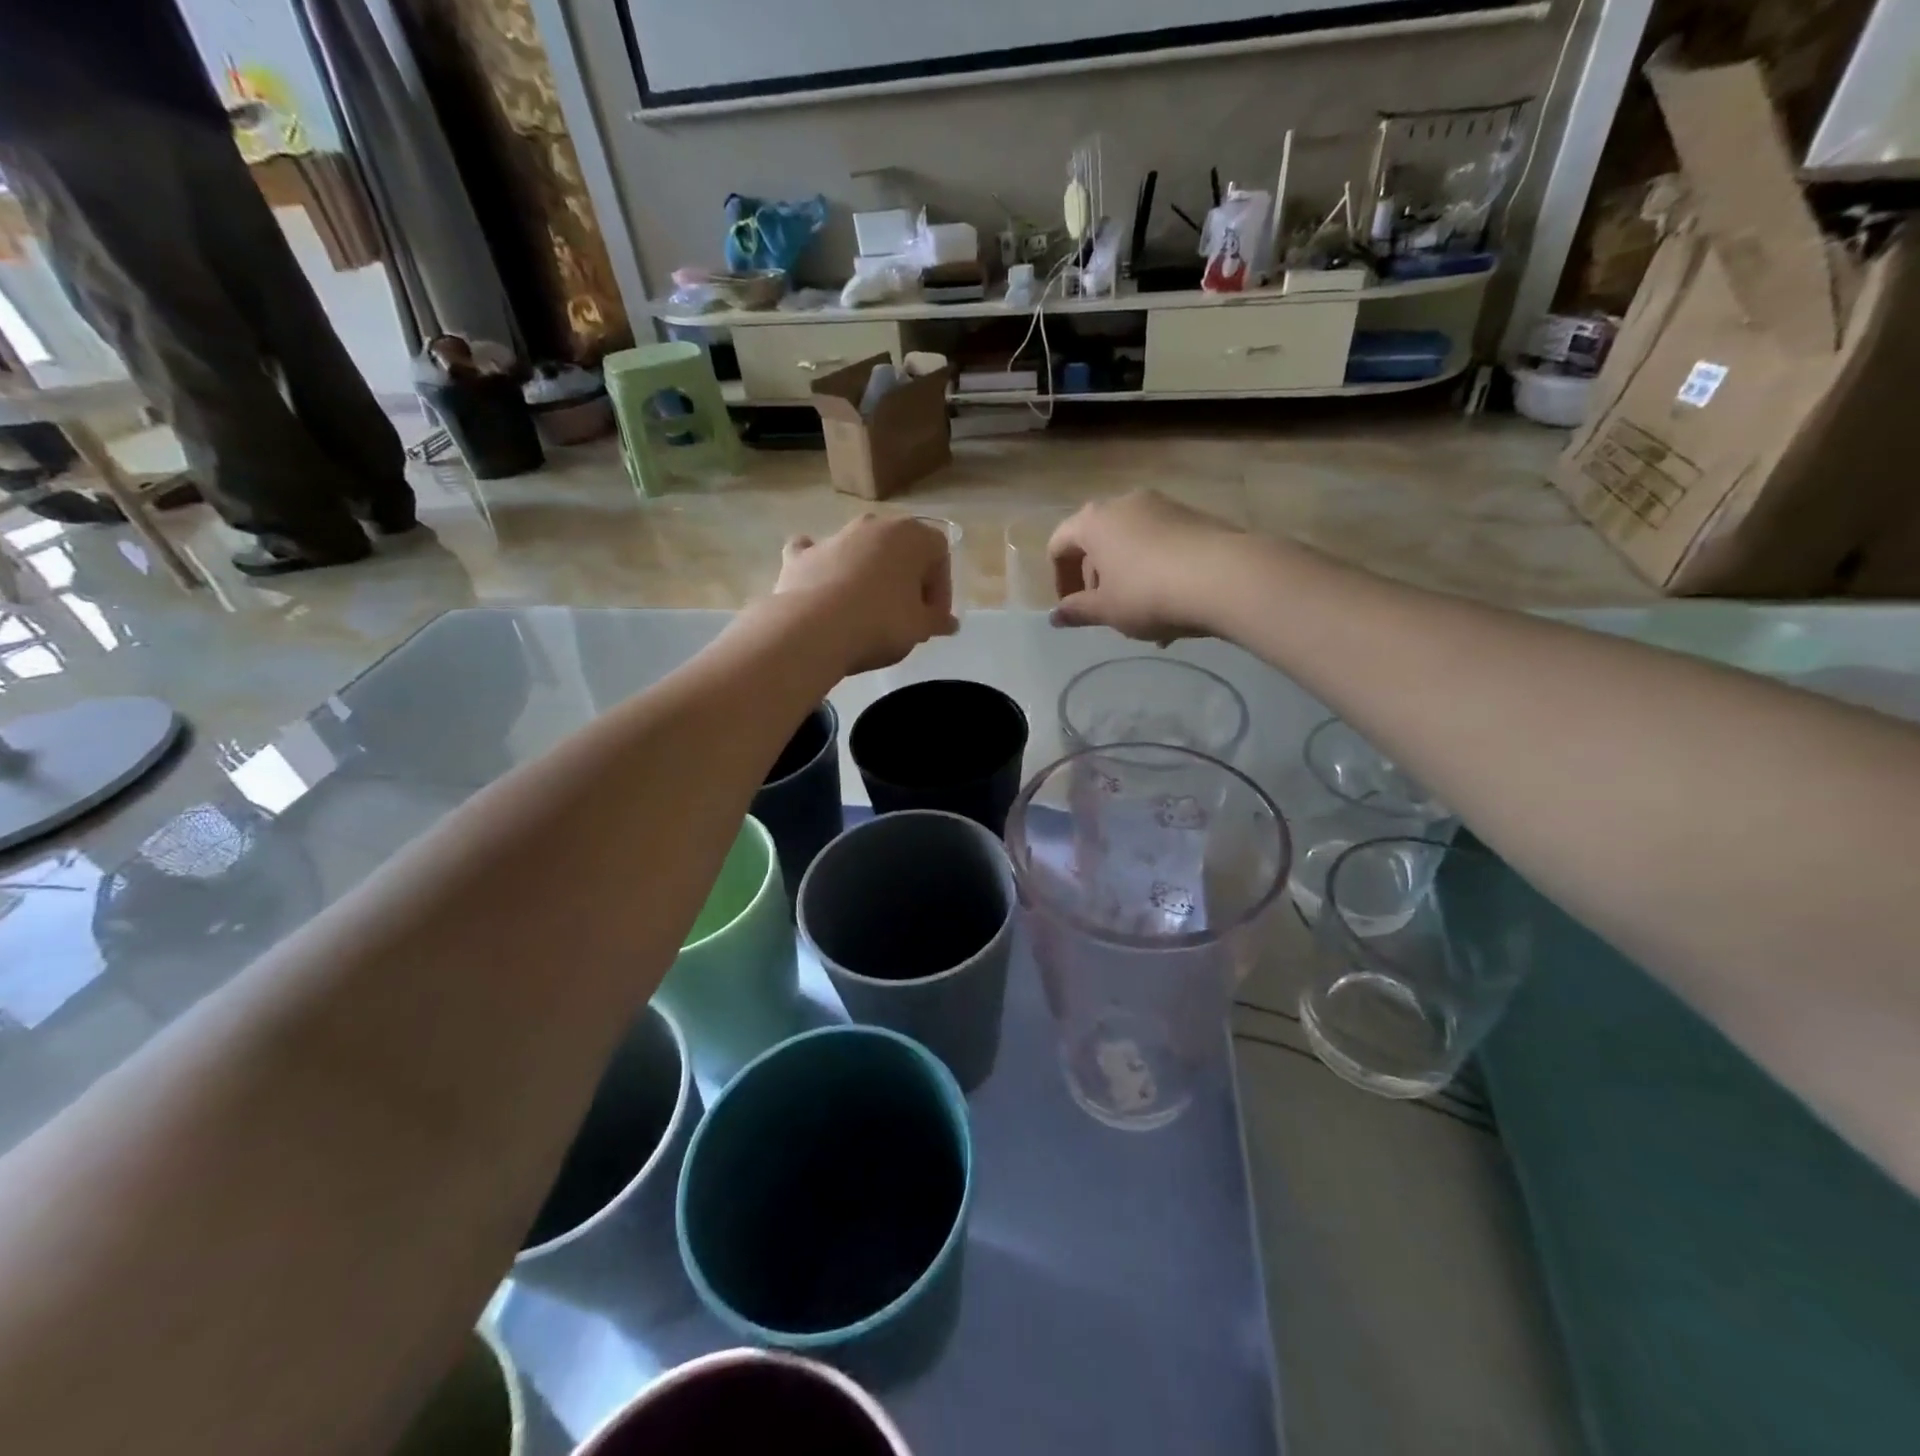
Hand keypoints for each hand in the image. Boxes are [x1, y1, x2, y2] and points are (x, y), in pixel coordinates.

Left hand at [775, 514, 958, 673]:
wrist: (813, 630)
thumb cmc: (881, 623)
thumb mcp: (920, 628)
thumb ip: (937, 621)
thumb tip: (949, 623)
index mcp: (911, 535)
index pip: (940, 553)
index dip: (942, 588)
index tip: (933, 618)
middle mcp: (874, 525)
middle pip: (901, 549)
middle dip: (907, 579)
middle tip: (907, 615)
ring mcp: (834, 536)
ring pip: (861, 549)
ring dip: (870, 573)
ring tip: (869, 611)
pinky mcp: (802, 555)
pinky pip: (817, 553)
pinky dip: (822, 565)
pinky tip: (822, 584)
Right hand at [1049, 491, 1241, 641]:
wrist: (1226, 577)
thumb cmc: (1149, 593)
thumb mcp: (1107, 610)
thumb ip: (1077, 611)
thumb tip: (1055, 617)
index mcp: (1094, 522)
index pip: (1059, 544)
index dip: (1060, 579)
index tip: (1072, 608)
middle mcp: (1125, 504)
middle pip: (1096, 541)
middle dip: (1095, 578)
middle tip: (1105, 611)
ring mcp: (1163, 506)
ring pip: (1131, 543)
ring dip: (1126, 576)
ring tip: (1141, 614)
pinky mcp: (1194, 516)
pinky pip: (1160, 543)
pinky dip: (1155, 570)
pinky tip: (1170, 603)